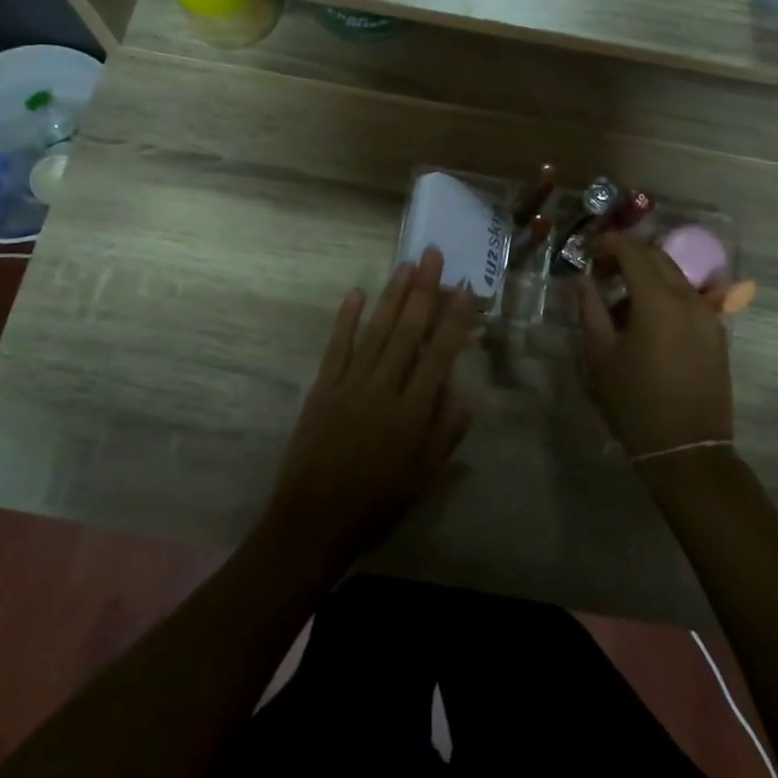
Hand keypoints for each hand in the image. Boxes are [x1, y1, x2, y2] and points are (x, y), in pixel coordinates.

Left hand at [266, 248, 476, 573]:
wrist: (313, 523)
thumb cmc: (376, 505)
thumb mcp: (422, 479)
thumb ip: (445, 434)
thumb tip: (465, 394)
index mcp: (412, 413)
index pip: (439, 355)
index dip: (454, 320)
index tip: (464, 288)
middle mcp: (384, 390)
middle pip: (408, 332)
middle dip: (423, 291)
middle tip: (433, 254)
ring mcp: (350, 385)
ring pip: (376, 332)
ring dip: (392, 296)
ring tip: (405, 265)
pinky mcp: (323, 388)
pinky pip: (337, 347)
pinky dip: (346, 319)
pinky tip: (356, 293)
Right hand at [577, 233, 733, 458]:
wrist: (688, 451)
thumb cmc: (635, 402)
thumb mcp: (600, 355)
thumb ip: (590, 308)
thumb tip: (583, 279)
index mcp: (658, 299)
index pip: (632, 251)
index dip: (608, 243)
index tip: (588, 251)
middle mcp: (688, 298)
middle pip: (657, 257)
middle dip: (627, 255)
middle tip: (600, 272)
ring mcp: (708, 315)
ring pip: (675, 276)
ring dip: (647, 276)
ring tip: (620, 301)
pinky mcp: (717, 334)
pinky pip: (688, 298)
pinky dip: (665, 295)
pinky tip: (646, 322)